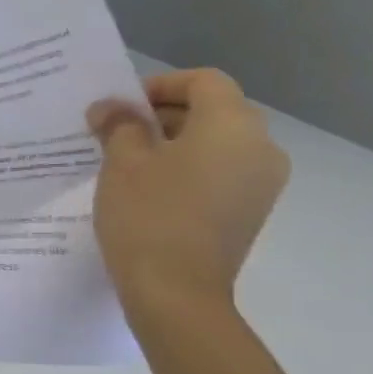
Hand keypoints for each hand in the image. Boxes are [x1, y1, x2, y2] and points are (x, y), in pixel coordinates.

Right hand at [87, 69, 289, 317]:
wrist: (176, 291)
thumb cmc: (148, 216)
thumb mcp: (122, 164)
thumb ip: (118, 127)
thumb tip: (111, 108)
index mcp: (233, 125)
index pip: (203, 81)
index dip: (159, 85)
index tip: (119, 106)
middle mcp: (260, 146)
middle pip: (214, 110)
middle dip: (164, 115)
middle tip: (115, 132)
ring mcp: (261, 182)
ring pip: (217, 144)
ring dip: (174, 143)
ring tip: (127, 163)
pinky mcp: (250, 210)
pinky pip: (220, 173)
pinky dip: (188, 169)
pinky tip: (149, 191)